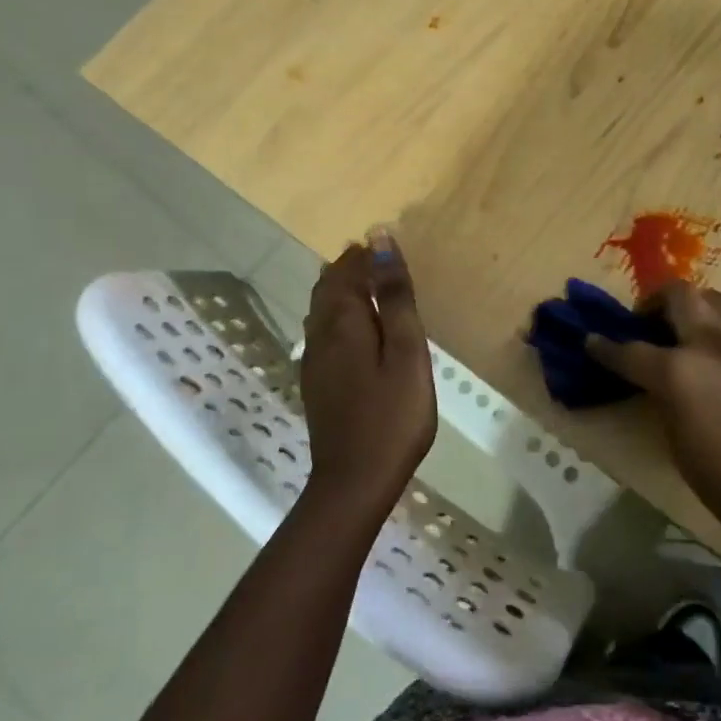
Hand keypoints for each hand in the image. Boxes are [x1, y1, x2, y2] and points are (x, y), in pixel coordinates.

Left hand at [299, 233, 437, 517]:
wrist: (354, 481)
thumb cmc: (392, 414)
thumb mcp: (406, 350)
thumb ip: (393, 295)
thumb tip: (379, 239)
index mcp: (343, 320)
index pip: (347, 270)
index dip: (365, 254)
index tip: (389, 246)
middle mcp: (320, 334)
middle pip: (328, 287)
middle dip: (350, 268)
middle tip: (379, 261)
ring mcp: (314, 361)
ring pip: (321, 310)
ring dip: (342, 291)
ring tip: (370, 287)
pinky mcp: (316, 383)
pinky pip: (322, 332)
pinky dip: (338, 316)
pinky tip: (355, 331)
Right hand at [587, 283, 720, 546]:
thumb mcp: (677, 442)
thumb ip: (663, 397)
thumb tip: (657, 379)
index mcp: (680, 372)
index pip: (629, 351)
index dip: (604, 347)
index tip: (591, 341)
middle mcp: (713, 343)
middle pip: (677, 294)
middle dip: (654, 301)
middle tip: (649, 322)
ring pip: (716, 300)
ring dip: (696, 311)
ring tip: (692, 334)